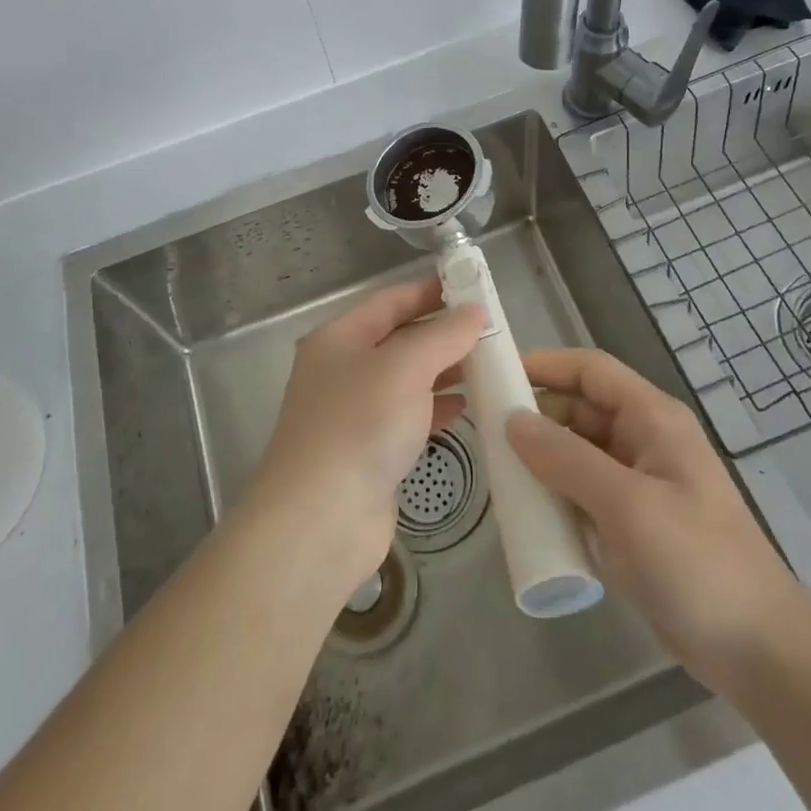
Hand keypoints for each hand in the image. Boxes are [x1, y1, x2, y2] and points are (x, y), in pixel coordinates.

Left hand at [247, 276, 483, 593]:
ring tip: (487, 366)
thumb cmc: (360, 426)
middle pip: (399, 339)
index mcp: (339, 338)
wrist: (320, 522)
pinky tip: (466, 407)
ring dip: (444, 370)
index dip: (430, 291)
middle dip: (443, 333)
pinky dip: (435, 407)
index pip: (391, 300)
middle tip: (491, 331)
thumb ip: (443, 335)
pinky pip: (408, 416)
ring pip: (406, 379)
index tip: (473, 288)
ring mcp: (353, 412)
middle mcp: (343, 369)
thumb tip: (474, 311)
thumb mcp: (406, 367)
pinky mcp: (368, 450)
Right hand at [506, 349, 800, 683]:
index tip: (496, 373)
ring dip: (540, 459)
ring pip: (577, 453)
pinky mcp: (631, 524)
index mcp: (652, 419)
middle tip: (484, 429)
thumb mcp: (627, 504)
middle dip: (535, 415)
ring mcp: (638, 485)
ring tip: (495, 470)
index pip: (591, 370)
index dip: (545, 364)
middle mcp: (643, 441)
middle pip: (579, 410)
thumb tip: (511, 419)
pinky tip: (524, 512)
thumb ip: (566, 458)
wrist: (759, 653)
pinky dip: (554, 495)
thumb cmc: (696, 561)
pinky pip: (582, 494)